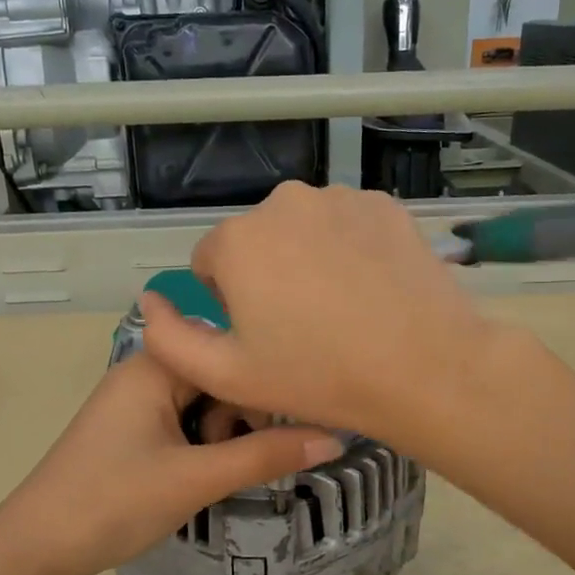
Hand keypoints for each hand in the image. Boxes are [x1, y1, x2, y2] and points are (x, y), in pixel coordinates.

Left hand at [0, 351, 343, 574]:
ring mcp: (133, 402)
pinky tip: (198, 478)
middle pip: (218, 377)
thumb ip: (265, 455)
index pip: (231, 353)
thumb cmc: (114, 501)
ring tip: (212, 476)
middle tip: (241, 463)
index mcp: (156, 364)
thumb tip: (335, 437)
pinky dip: (199, 447)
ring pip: (202, 404)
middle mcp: (144, 371)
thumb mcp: (196, 478)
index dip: (264, 389)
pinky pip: (181, 423)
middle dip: (240, 419)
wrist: (34, 548)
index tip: (294, 427)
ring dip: (220, 437)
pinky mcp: (129, 431)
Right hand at [140, 183, 502, 451]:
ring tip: (341, 310)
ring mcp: (340, 198)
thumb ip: (168, 337)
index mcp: (238, 240)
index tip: (262, 336)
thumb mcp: (225, 375)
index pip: (210, 263)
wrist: (423, 368)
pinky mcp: (385, 205)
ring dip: (308, 260)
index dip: (229, 304)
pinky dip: (349, 249)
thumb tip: (151, 300)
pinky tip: (371, 290)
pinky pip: (347, 225)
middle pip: (257, 242)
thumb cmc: (317, 376)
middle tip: (303, 328)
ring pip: (303, 230)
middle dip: (266, 276)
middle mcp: (284, 202)